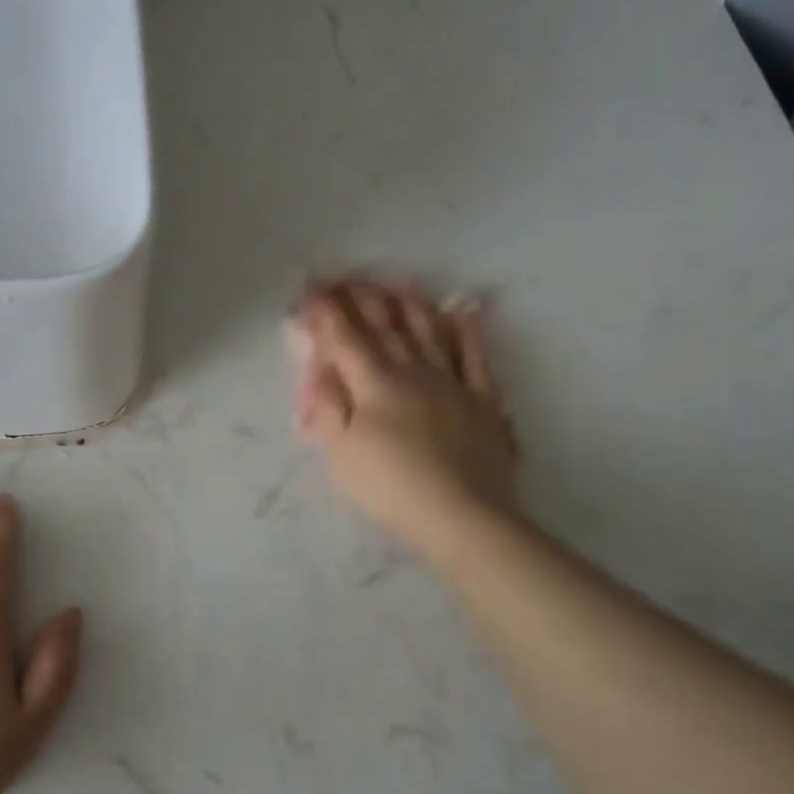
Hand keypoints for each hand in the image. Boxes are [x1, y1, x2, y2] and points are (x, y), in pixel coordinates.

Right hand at [292, 279, 520, 557]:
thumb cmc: (391, 486)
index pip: (345, 337)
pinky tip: (464, 311)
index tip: (311, 289)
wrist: (462, 516)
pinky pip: (475, 356)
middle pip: (385, 326)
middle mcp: (413, 371)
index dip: (326, 311)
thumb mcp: (341, 451)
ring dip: (410, 305)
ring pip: (428, 331)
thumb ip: (328, 405)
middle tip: (346, 277)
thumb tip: (320, 367)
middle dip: (362, 298)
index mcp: (374, 382)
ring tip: (398, 282)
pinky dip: (469, 331)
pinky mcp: (482, 401)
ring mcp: (452, 382)